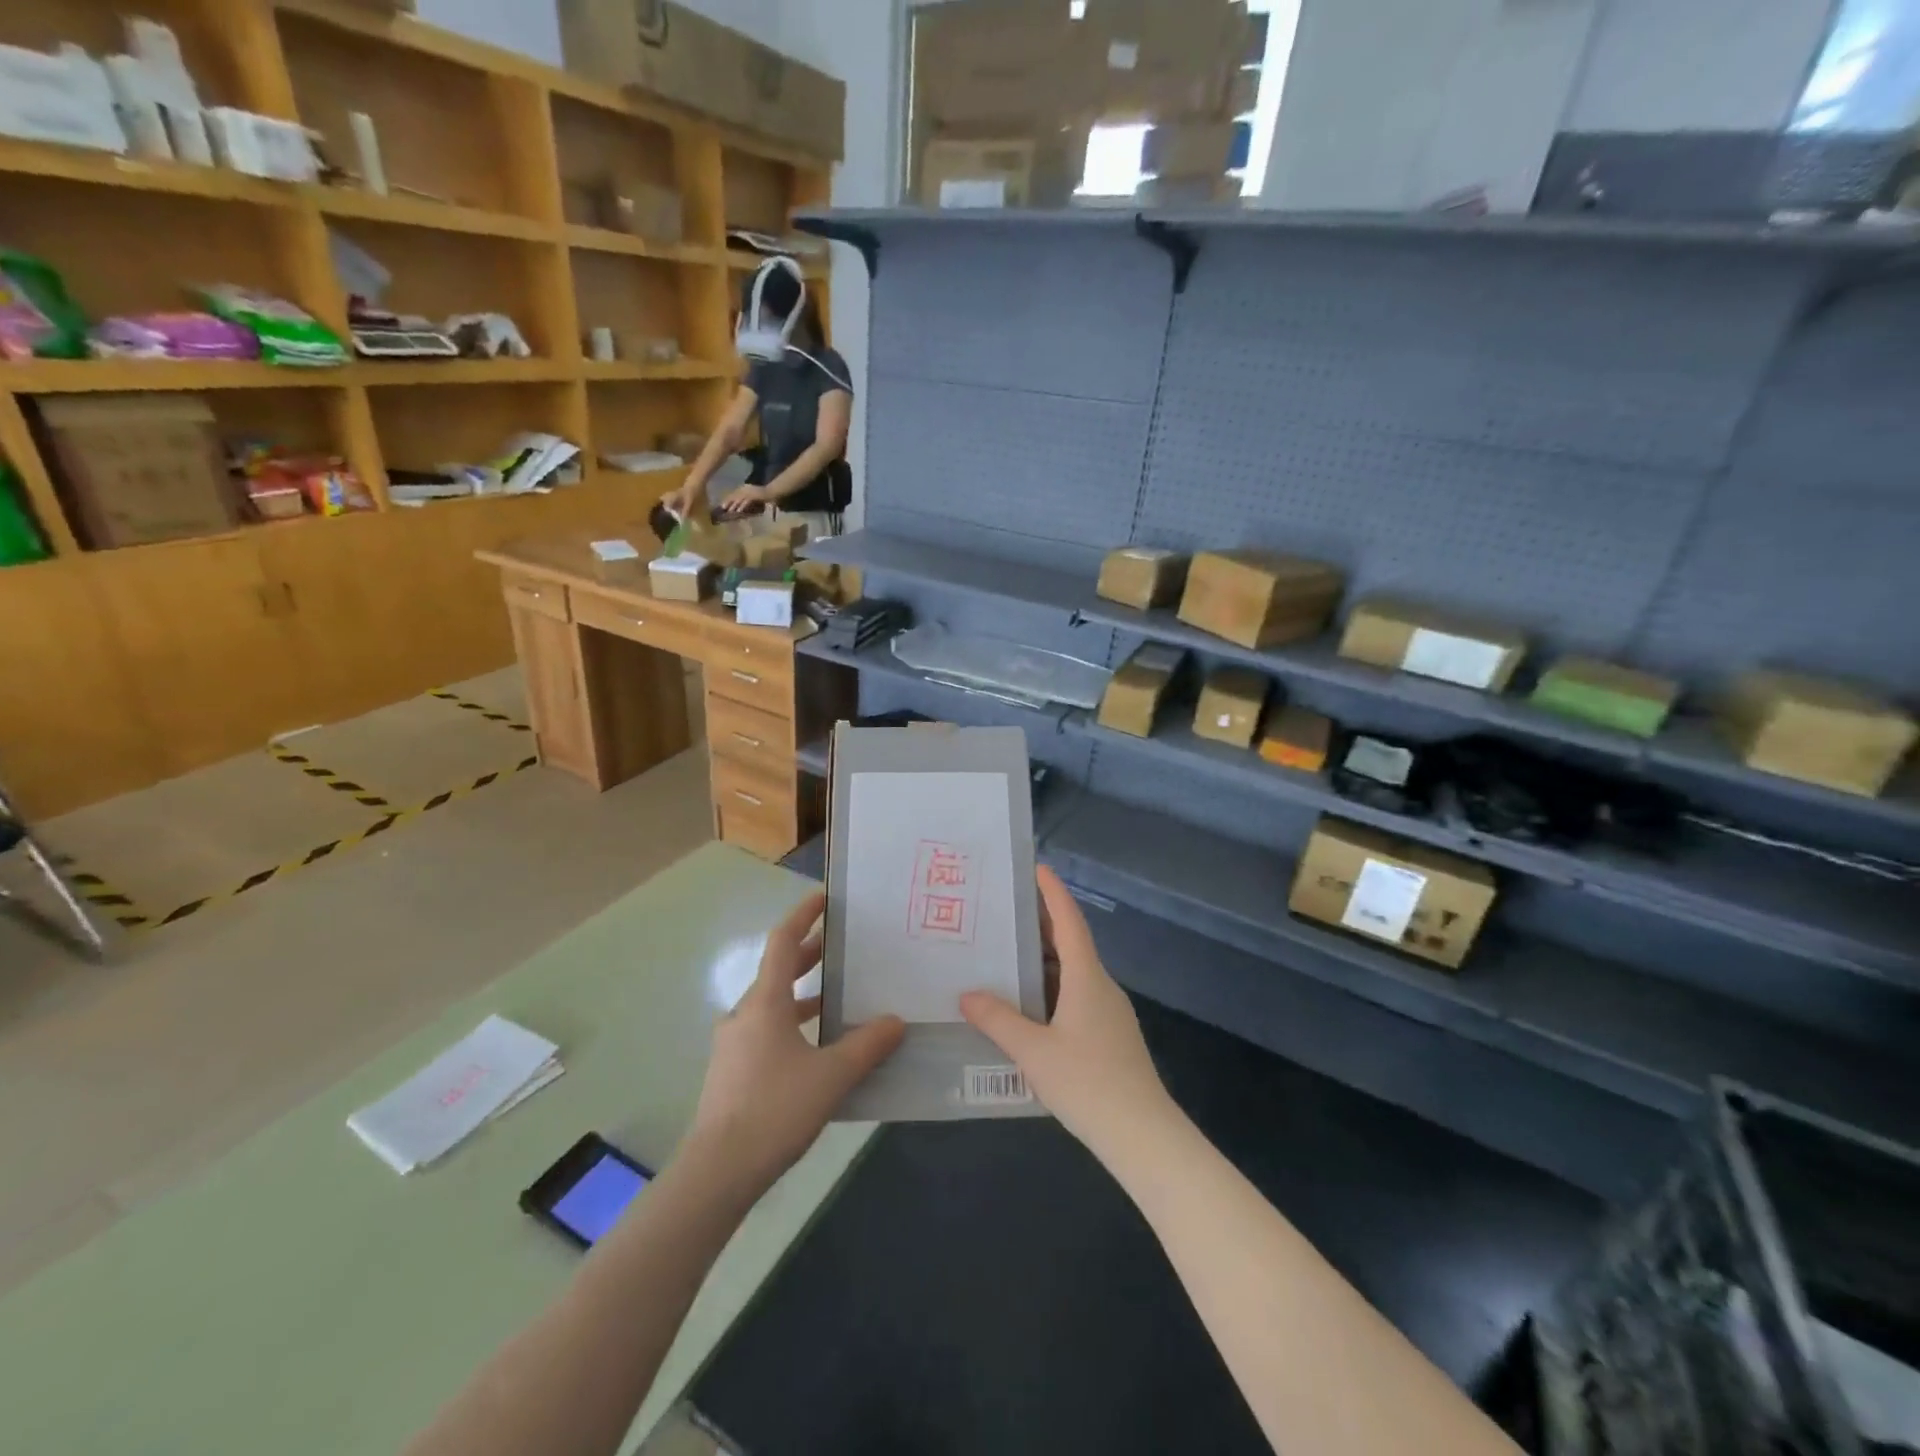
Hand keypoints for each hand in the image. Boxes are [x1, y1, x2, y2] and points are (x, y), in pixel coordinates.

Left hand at [689, 891, 903, 1197]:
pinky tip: (815, 1049)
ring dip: (801, 995)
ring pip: (771, 1005)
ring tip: (835, 998)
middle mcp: (744, 1015)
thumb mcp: (831, 1076)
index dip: (802, 916)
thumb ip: (867, 1045)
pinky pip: (766, 1032)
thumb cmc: (775, 1109)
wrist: (717, 1171)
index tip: (823, 899)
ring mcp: (733, 1045)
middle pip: (776, 972)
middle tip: (840, 948)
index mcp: (764, 1003)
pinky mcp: (731, 1072)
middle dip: (807, 956)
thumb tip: (896, 1021)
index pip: (782, 943)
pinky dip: (791, 1024)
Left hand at [717, 484, 769, 517]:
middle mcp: (745, 488)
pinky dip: (742, 506)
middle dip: (728, 502)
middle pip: (734, 495)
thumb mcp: (753, 497)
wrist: (773, 492)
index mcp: (744, 488)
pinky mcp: (754, 495)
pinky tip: (739, 511)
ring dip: (734, 505)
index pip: (734, 493)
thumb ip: (746, 500)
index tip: (722, 505)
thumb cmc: (764, 496)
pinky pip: (746, 501)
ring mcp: (749, 491)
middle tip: (722, 508)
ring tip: (729, 511)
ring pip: (739, 499)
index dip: (728, 499)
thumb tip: (739, 507)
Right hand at [961, 867, 1174, 1162]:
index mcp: (1086, 978)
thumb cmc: (1088, 1083)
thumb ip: (999, 1021)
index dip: (1053, 893)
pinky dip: (1051, 988)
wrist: (1143, 1136)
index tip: (1036, 867)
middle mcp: (1101, 986)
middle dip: (1042, 924)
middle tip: (1006, 911)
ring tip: (1008, 954)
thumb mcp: (1034, 1052)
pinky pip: (1076, 996)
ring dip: (1044, 960)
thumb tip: (967, 994)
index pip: (1069, 921)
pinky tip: (1029, 1006)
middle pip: (1071, 943)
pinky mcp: (1109, 1036)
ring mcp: (1109, 1012)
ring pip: (1074, 972)